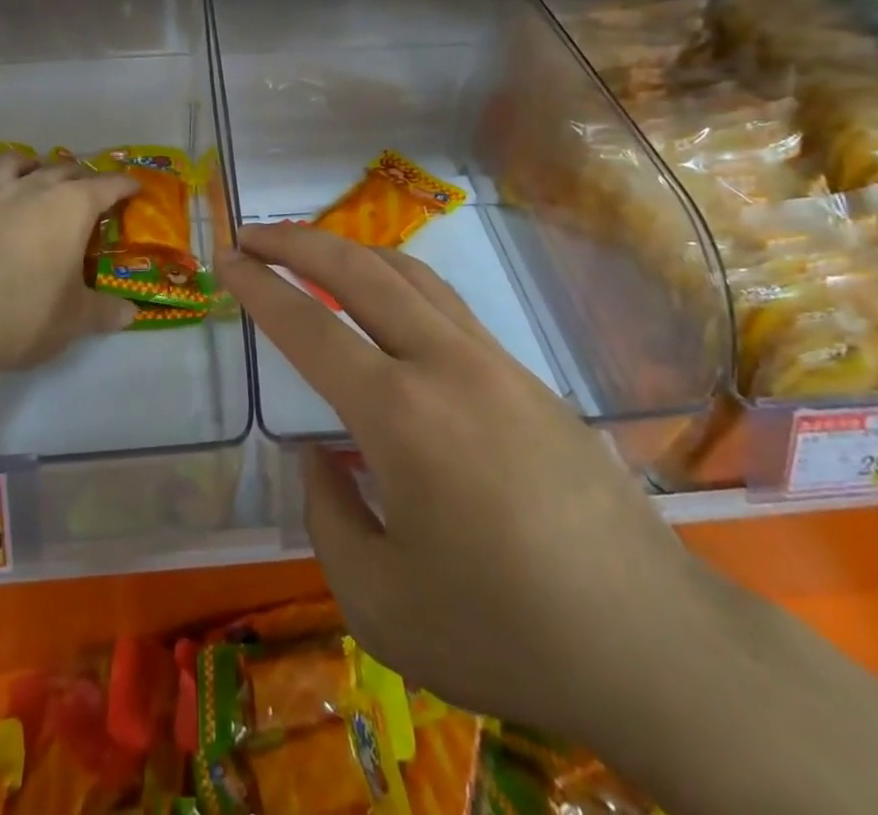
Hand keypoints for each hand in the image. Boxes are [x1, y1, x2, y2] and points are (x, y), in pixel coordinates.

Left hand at [0, 153, 138, 378]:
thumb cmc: (25, 314)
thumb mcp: (75, 320)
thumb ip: (105, 312)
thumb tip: (130, 314)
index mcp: (72, 207)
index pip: (107, 186)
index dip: (124, 185)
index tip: (134, 187)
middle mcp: (33, 189)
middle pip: (63, 169)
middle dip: (81, 176)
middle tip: (89, 191)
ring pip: (12, 163)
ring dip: (28, 164)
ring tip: (34, 172)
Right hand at [215, 224, 721, 750]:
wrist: (651, 643)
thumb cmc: (503, 632)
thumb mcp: (380, 602)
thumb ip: (329, 515)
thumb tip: (320, 456)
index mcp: (399, 415)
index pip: (309, 327)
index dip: (259, 286)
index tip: (226, 258)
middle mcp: (444, 365)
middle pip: (360, 270)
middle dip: (298, 241)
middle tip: (253, 233)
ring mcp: (493, 362)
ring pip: (411, 274)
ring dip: (352, 253)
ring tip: (312, 254)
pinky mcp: (527, 376)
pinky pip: (448, 306)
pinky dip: (398, 285)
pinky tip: (386, 310)